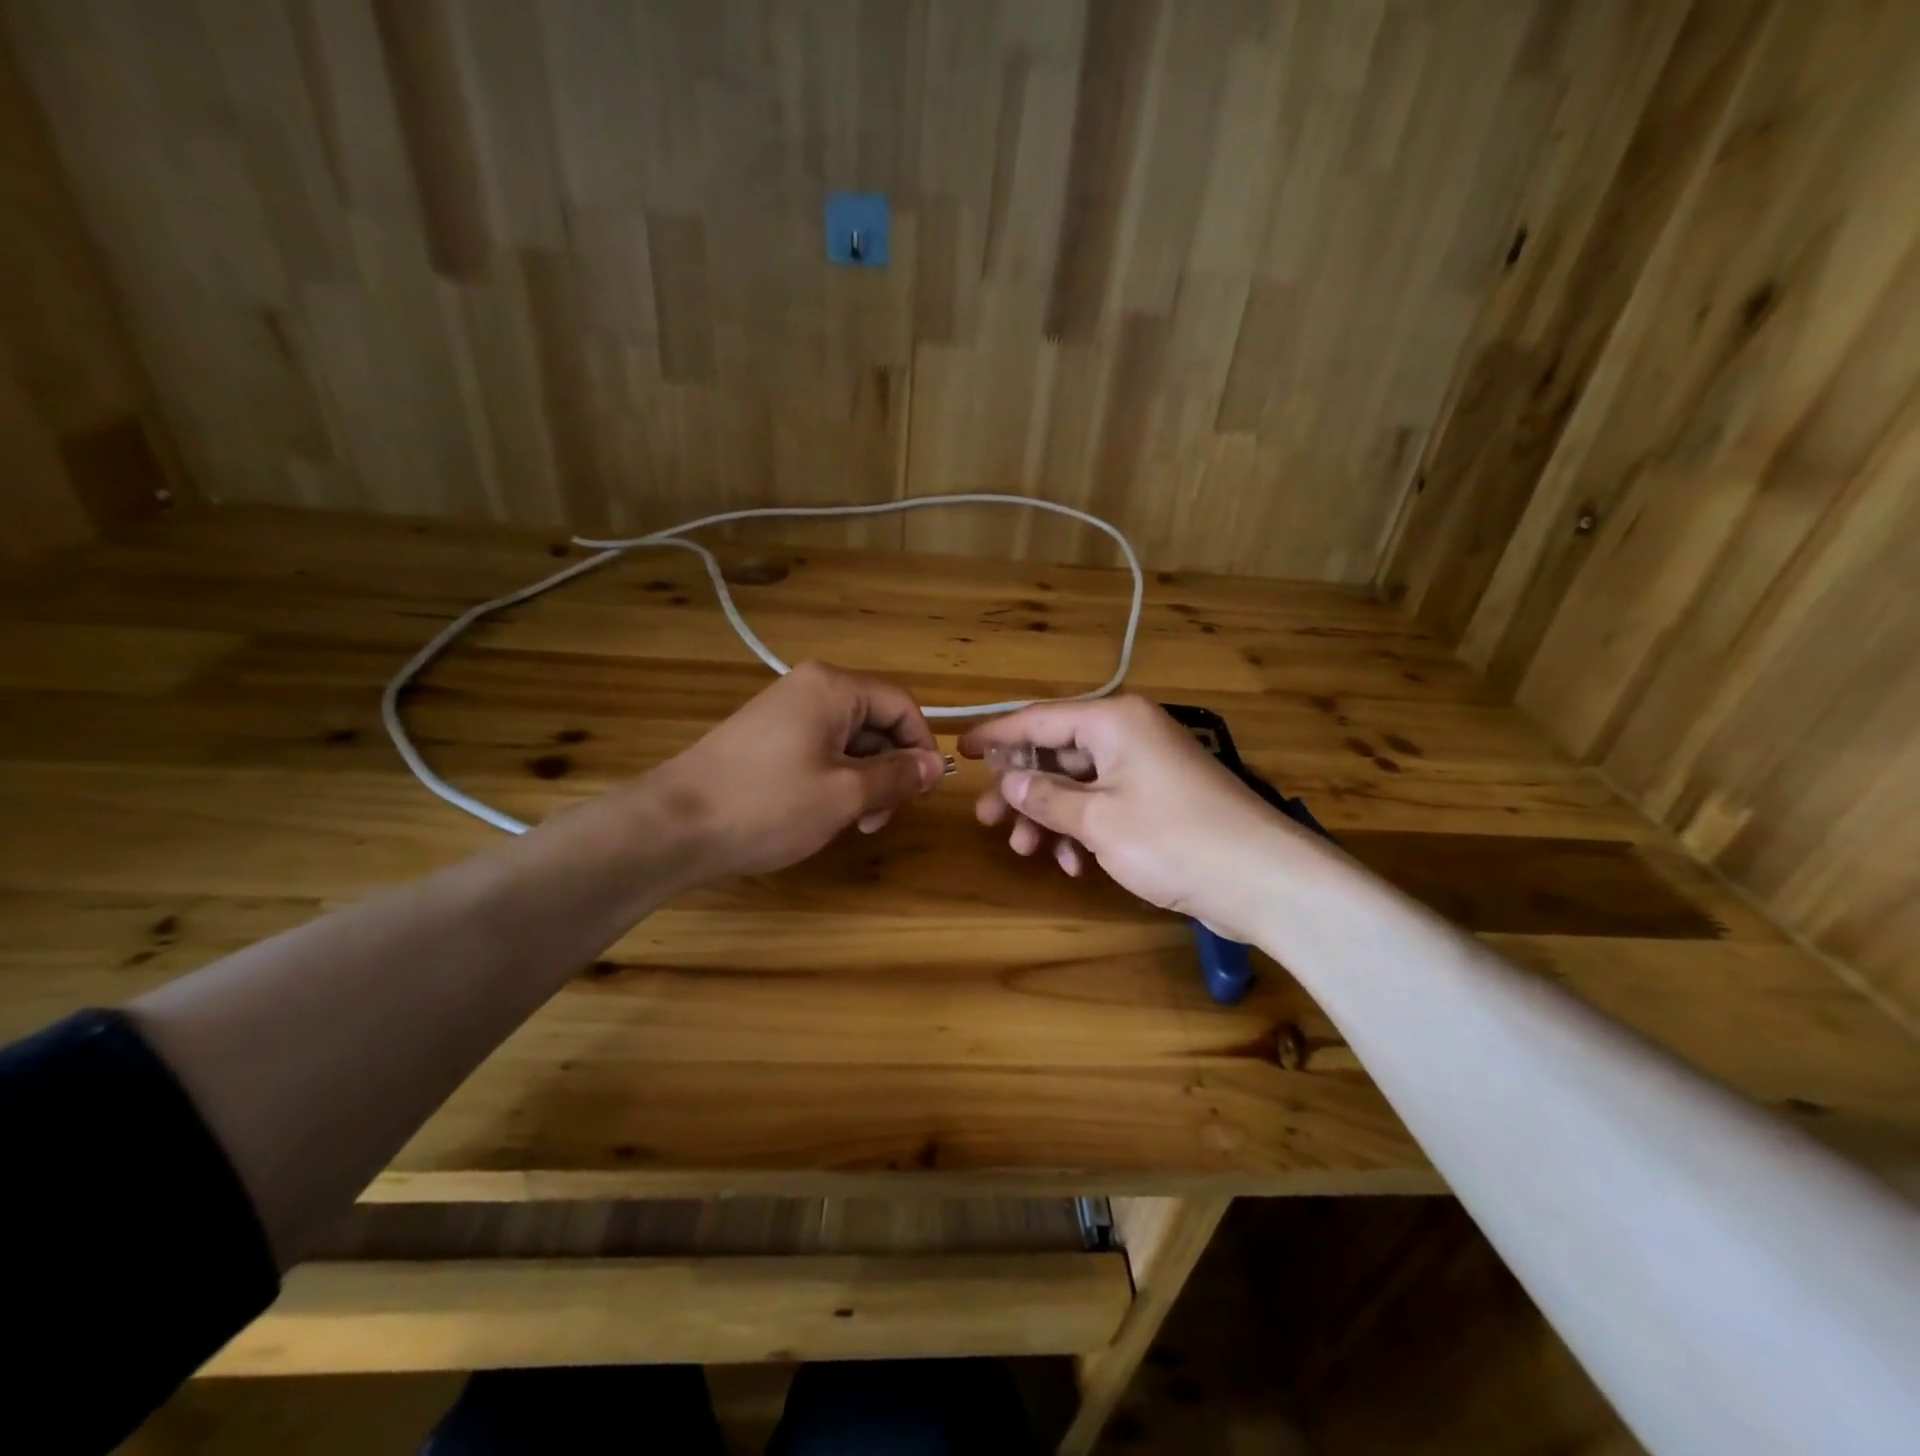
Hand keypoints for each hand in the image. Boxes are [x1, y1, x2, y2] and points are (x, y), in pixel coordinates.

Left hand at [650, 662, 946, 879]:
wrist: (674, 826)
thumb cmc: (769, 804)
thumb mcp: (845, 794)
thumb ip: (898, 775)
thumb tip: (936, 765)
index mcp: (833, 688)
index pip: (902, 705)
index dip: (922, 746)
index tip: (926, 791)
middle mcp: (810, 689)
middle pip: (876, 723)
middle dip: (890, 770)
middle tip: (883, 818)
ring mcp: (784, 713)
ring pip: (848, 742)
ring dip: (864, 782)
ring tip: (856, 824)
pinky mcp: (766, 739)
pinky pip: (819, 752)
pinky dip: (835, 781)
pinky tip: (826, 815)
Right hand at [958, 696, 1302, 940]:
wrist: (1264, 880)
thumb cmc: (1173, 839)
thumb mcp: (1098, 819)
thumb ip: (1046, 797)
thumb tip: (1008, 780)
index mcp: (1114, 721)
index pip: (1040, 718)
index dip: (997, 735)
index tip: (961, 750)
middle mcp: (1129, 734)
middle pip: (1057, 752)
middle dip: (1022, 788)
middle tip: (988, 819)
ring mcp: (1146, 768)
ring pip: (1079, 784)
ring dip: (1050, 817)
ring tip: (1026, 851)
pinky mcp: (1159, 801)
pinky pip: (1105, 805)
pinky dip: (1084, 830)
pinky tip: (1073, 865)